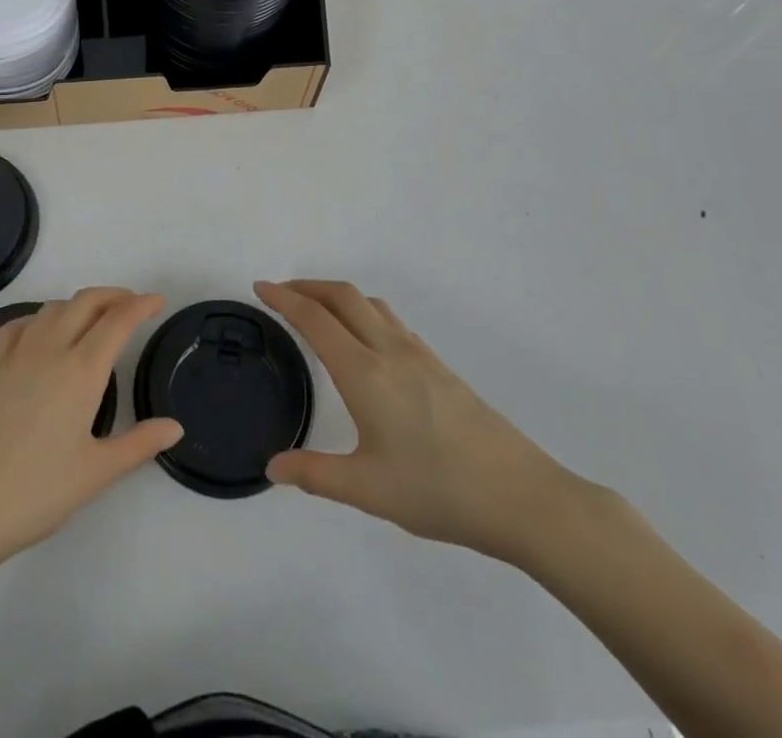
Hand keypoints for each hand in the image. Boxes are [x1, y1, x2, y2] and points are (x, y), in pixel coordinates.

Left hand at [0, 288, 182, 574]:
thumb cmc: (34, 493)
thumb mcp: (95, 473)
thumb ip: (139, 444)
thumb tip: (175, 427)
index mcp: (81, 371)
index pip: (117, 321)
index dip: (141, 305)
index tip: (158, 301)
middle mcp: (49, 350)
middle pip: (85, 302)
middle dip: (113, 296)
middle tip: (132, 305)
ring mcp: (14, 356)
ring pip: (52, 308)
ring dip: (78, 304)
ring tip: (93, 319)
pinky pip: (17, 326)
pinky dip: (38, 318)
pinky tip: (40, 334)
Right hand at [256, 280, 579, 563]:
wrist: (521, 496)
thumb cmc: (438, 491)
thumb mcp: (367, 490)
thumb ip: (314, 474)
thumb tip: (271, 468)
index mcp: (365, 373)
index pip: (315, 320)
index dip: (284, 298)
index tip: (260, 287)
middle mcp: (389, 351)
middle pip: (343, 296)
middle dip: (308, 286)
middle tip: (281, 292)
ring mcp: (420, 355)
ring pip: (371, 304)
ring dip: (338, 295)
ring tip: (319, 309)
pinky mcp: (441, 367)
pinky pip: (392, 321)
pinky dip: (365, 312)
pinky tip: (367, 341)